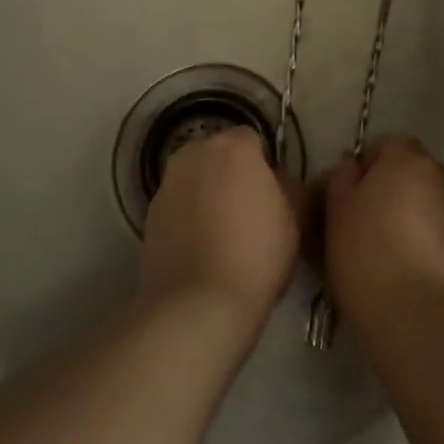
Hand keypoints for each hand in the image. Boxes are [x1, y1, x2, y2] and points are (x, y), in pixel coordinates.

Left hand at [141, 127, 300, 322]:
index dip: (263, 166)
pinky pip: (177, 205)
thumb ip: (290, 187)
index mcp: (233, 146)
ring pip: (195, 179)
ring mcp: (167, 182)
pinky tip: (200, 250)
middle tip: (247, 213)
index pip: (252, 139)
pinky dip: (188, 217)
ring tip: (222, 235)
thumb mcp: (295, 219)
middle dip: (231, 174)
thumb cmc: (257, 254)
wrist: (198, 303)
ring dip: (207, 194)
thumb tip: (279, 181)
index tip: (271, 195)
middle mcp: (195, 153)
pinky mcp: (148, 213)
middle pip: (218, 155)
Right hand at [324, 136, 443, 324]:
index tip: (346, 197)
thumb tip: (352, 167)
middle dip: (390, 190)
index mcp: (407, 158)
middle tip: (363, 224)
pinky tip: (407, 272)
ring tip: (385, 253)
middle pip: (410, 173)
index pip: (385, 145)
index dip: (364, 168)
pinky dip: (425, 244)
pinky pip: (440, 235)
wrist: (416, 316)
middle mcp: (441, 177)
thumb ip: (342, 177)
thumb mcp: (337, 209)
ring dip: (409, 217)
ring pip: (427, 204)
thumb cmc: (366, 252)